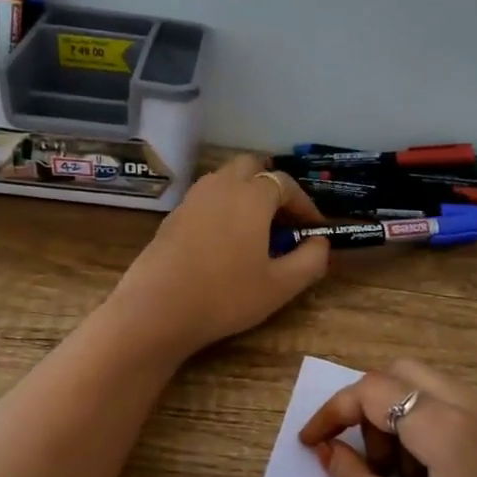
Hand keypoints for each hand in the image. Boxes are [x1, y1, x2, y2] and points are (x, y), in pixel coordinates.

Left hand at [105, 154, 330, 357]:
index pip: (286, 184)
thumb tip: (319, 243)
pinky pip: (205, 200)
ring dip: (245, 195)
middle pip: (251, 167)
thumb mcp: (280, 286)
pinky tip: (224, 243)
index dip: (305, 204)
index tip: (314, 229)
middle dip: (272, 186)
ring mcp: (191, 199)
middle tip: (283, 220)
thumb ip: (310, 260)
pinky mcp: (171, 217)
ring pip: (224, 180)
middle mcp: (220, 186)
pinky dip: (221, 209)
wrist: (156, 309)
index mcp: (251, 196)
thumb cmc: (226, 296)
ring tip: (255, 231)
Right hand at [298, 360, 476, 476]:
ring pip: (429, 388)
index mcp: (450, 428)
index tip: (310, 445)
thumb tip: (329, 453)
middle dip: (368, 411)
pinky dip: (429, 427)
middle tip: (370, 469)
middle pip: (400, 374)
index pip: (372, 391)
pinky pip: (457, 406)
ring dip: (400, 420)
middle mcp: (476, 404)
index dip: (331, 412)